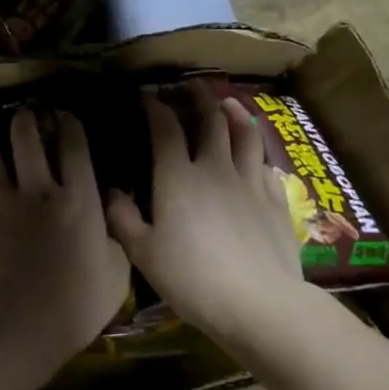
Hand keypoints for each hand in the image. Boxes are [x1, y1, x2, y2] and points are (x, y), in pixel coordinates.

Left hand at [0, 109, 131, 363]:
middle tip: (23, 115)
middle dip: (25, 123)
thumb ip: (114, 242)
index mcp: (77, 200)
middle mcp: (37, 192)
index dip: (71, 129)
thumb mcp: (117, 274)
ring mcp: (0, 206)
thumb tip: (109, 224)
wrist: (21, 320)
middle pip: (27, 143)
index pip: (75, 151)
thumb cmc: (79, 301)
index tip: (66, 117)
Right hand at [105, 80, 309, 351]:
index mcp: (177, 176)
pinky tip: (255, 156)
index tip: (147, 97)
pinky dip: (257, 154)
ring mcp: (249, 181)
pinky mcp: (276, 201)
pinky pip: (266, 166)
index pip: (165, 128)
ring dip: (235, 113)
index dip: (155, 108)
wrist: (260, 303)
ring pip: (245, 134)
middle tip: (191, 86)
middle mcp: (215, 167)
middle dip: (198, 97)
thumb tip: (111, 192)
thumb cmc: (193, 278)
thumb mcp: (144, 254)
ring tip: (228, 103)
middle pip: (210, 120)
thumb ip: (123, 219)